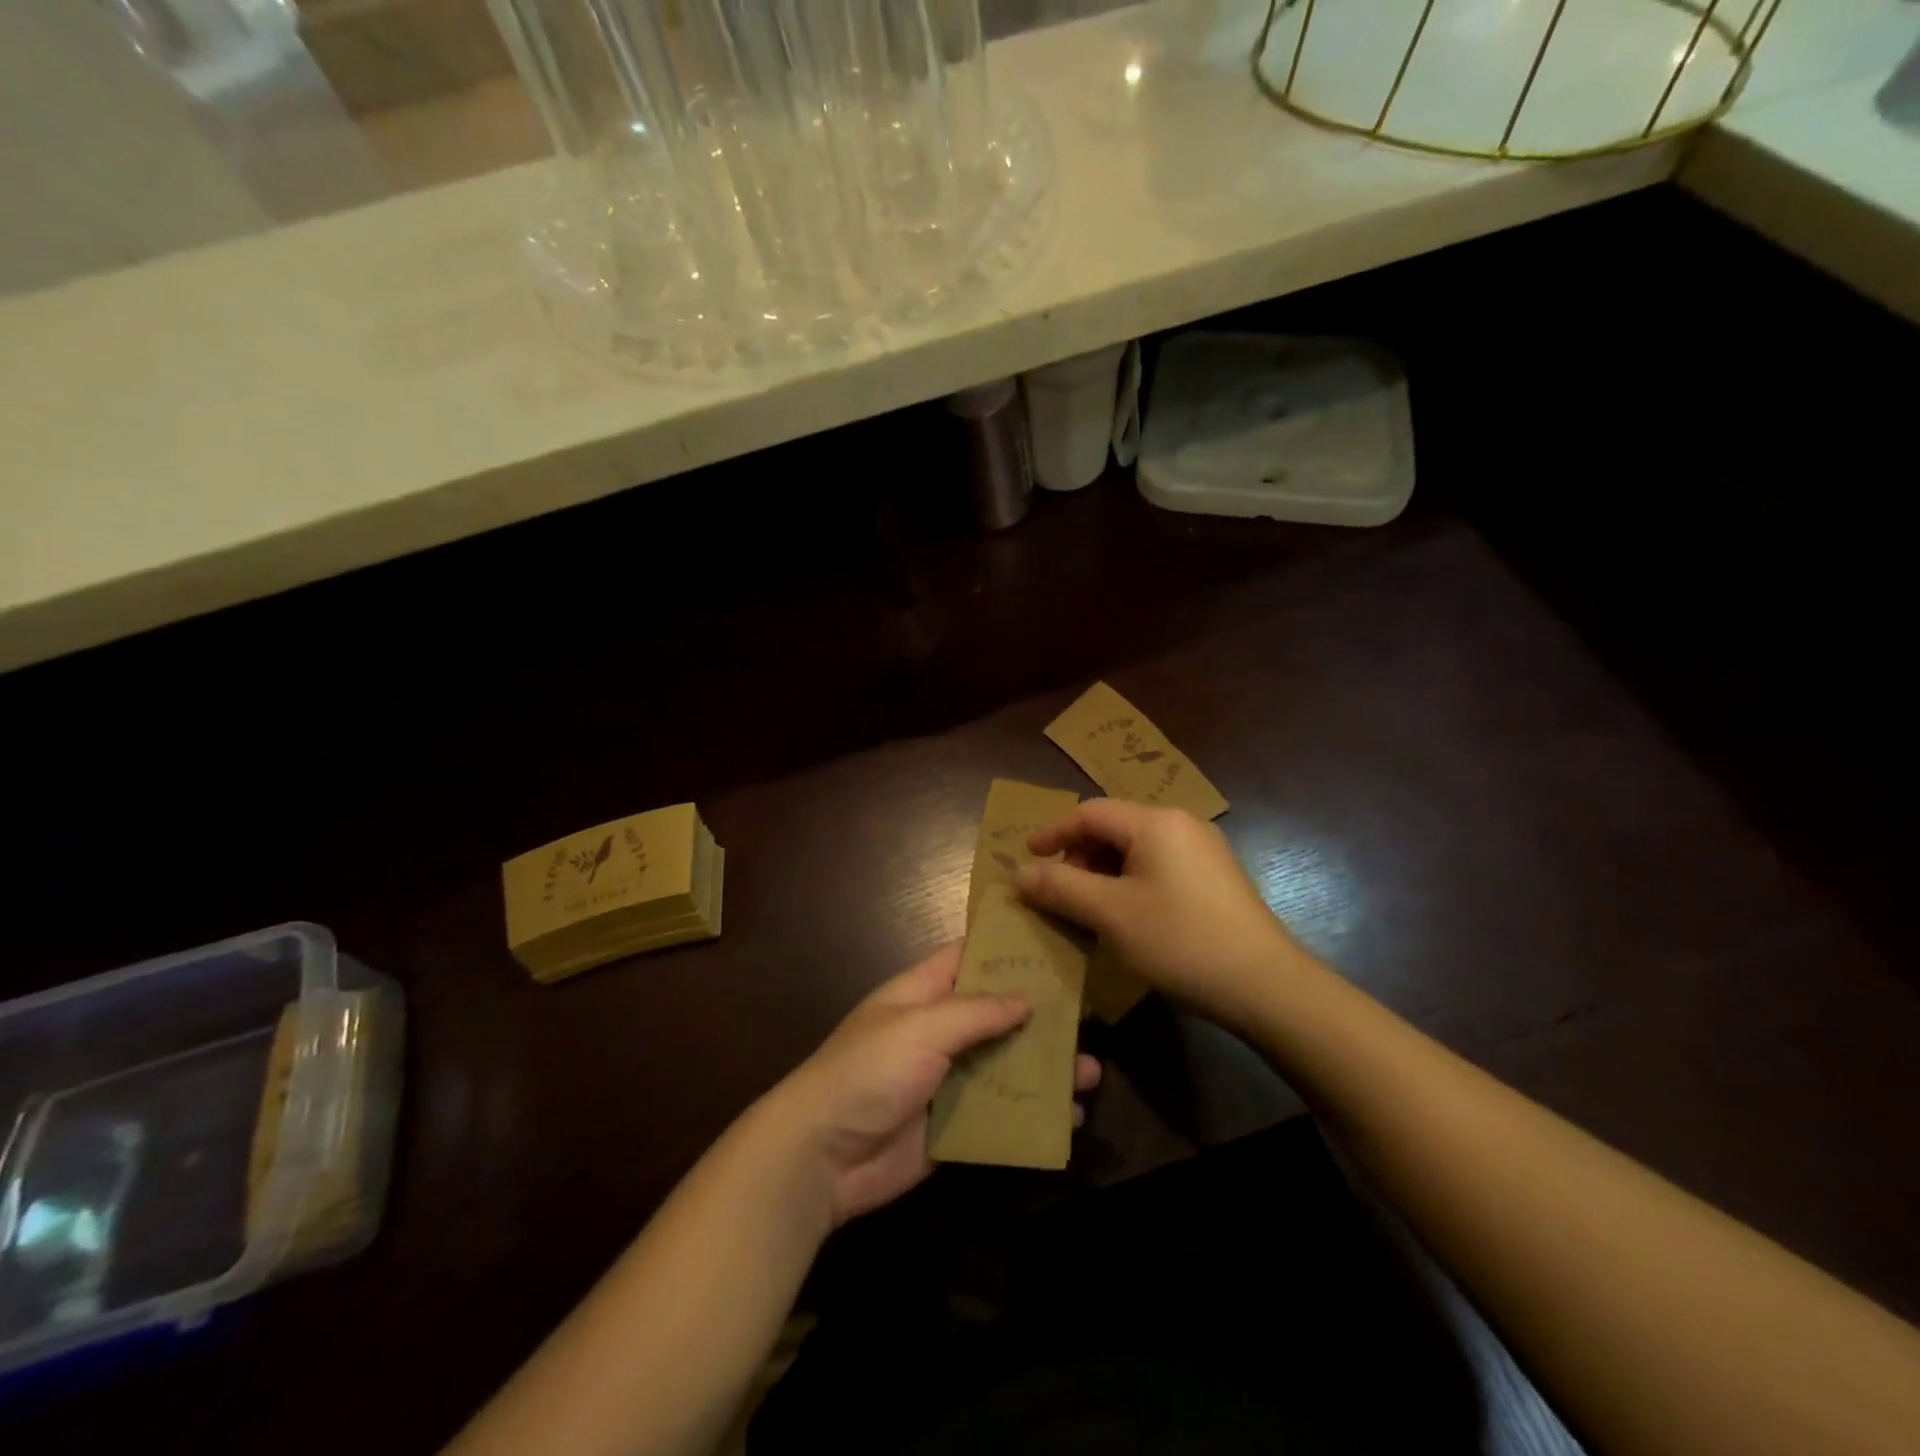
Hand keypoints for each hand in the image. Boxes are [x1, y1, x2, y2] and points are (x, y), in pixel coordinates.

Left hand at [772, 944, 1101, 1225]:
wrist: (822, 1157)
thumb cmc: (868, 1071)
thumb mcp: (920, 1028)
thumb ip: (975, 1011)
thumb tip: (1025, 998)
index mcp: (924, 993)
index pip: (969, 955)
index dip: (1007, 946)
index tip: (1054, 936)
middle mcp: (939, 1030)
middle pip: (998, 1013)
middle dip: (1041, 1014)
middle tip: (1091, 1013)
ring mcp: (947, 1078)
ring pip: (1006, 1064)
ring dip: (1045, 1068)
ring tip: (1091, 1071)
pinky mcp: (954, 1123)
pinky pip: (1001, 1112)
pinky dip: (1033, 1113)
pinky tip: (1070, 1118)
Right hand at [1016, 799, 1308, 1028]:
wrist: (1266, 984)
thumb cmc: (1180, 941)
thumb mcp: (1110, 914)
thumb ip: (1060, 887)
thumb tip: (1018, 873)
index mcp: (1155, 822)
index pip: (1090, 812)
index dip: (1053, 832)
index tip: (1027, 857)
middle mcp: (1181, 823)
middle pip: (1114, 826)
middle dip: (1079, 854)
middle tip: (1061, 891)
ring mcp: (1203, 849)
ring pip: (1136, 847)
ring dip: (1103, 870)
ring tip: (1090, 907)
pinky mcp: (1215, 875)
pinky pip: (1159, 864)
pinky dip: (1130, 880)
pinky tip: (1127, 914)